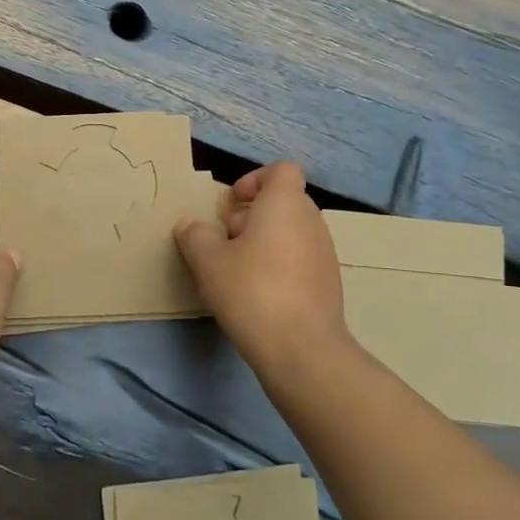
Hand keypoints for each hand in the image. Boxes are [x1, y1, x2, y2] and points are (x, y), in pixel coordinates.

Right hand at [174, 162, 349, 373]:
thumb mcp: (207, 261)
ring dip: (263, 242)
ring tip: (237, 271)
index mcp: (285, 204)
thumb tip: (191, 226)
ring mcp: (324, 253)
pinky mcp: (328, 283)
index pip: (280, 170)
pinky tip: (258, 294)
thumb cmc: (252, 291)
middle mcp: (311, 221)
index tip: (231, 205)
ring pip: (290, 232)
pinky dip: (279, 266)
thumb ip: (195, 236)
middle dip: (251, 215)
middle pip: (282, 202)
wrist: (302, 349)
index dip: (254, 180)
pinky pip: (300, 259)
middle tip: (225, 240)